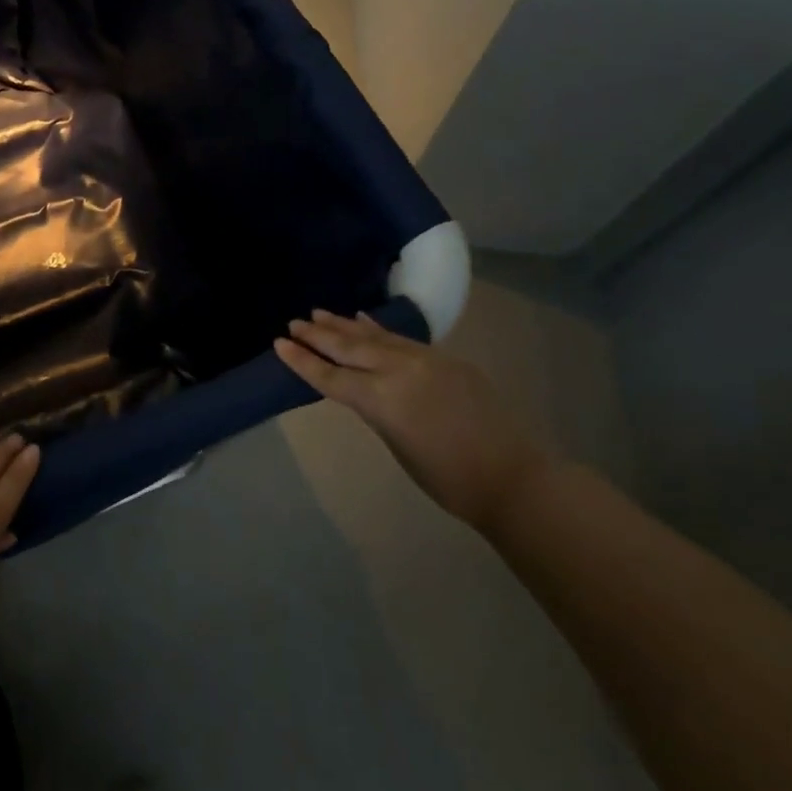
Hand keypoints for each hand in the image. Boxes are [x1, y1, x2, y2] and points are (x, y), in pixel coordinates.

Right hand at [274, 310, 545, 530]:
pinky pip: (401, 338)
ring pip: (374, 336)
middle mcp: (399, 370)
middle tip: (293, 322)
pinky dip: (378, 329)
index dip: (302, 361)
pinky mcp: (445, 358)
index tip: (278, 343)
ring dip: (344, 325)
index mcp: (382, 399)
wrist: (513, 477)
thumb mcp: (396, 443)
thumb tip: (363, 387)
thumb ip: (376, 408)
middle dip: (318, 335)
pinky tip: (363, 319)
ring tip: (319, 312)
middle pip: (349, 348)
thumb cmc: (447, 478)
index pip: (331, 376)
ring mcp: (424, 359)